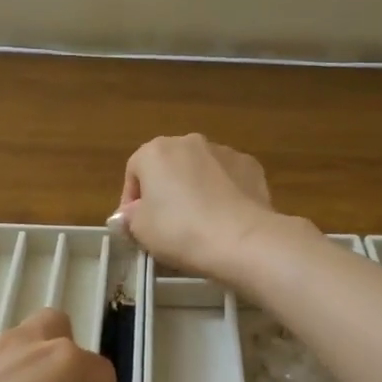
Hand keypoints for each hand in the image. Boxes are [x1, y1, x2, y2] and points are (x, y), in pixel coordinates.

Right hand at [118, 134, 287, 282]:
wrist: (241, 239)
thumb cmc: (180, 231)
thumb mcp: (140, 230)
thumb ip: (130, 216)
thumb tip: (133, 212)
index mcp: (155, 151)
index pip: (133, 172)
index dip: (131, 201)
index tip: (136, 225)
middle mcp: (189, 142)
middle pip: (168, 166)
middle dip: (166, 191)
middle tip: (167, 224)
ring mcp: (223, 151)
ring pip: (200, 170)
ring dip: (195, 189)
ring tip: (200, 222)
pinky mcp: (250, 165)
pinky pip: (228, 178)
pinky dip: (224, 192)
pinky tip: (226, 218)